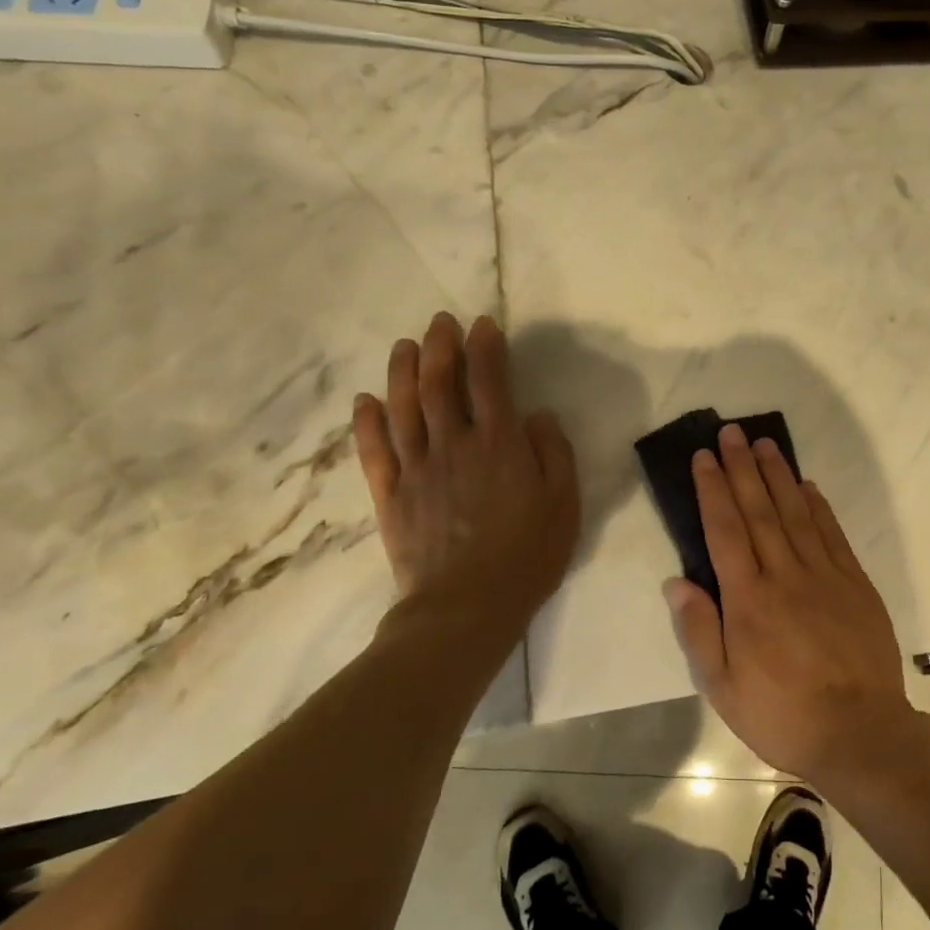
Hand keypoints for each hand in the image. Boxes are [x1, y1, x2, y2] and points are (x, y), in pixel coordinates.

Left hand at [352, 313, 579, 640]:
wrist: (466, 608)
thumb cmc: (526, 556)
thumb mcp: (564, 504)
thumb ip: (553, 452)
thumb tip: (536, 414)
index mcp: (499, 445)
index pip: (489, 381)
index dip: (485, 348)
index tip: (483, 325)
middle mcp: (453, 445)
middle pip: (440, 384)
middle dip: (440, 346)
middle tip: (439, 322)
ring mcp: (416, 469)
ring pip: (403, 408)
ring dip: (402, 371)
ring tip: (404, 345)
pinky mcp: (391, 495)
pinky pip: (374, 450)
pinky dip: (366, 422)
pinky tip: (364, 400)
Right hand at [665, 423, 915, 782]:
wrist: (861, 734)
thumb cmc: (783, 714)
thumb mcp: (723, 687)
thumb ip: (699, 629)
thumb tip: (677, 580)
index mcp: (749, 599)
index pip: (725, 530)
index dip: (713, 489)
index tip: (704, 457)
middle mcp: (785, 575)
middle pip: (759, 510)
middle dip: (742, 468)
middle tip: (732, 432)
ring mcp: (825, 575)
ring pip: (796, 513)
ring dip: (778, 475)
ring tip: (765, 444)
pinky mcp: (855, 583)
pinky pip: (832, 534)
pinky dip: (818, 506)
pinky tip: (807, 486)